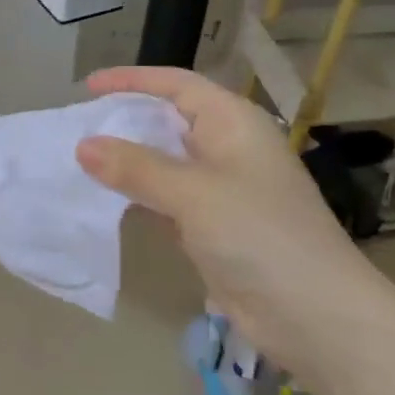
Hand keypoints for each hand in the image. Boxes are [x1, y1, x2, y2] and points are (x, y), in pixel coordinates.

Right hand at [74, 66, 385, 374]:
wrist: (315, 315)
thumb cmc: (259, 236)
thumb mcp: (193, 193)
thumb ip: (136, 167)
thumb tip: (83, 145)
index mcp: (234, 123)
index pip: (177, 84)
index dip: (133, 80)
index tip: (88, 87)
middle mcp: (229, 149)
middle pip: (170, 120)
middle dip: (125, 120)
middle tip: (78, 127)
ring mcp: (223, 190)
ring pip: (166, 163)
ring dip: (128, 162)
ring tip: (82, 162)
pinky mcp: (215, 228)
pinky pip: (168, 199)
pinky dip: (139, 196)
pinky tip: (109, 202)